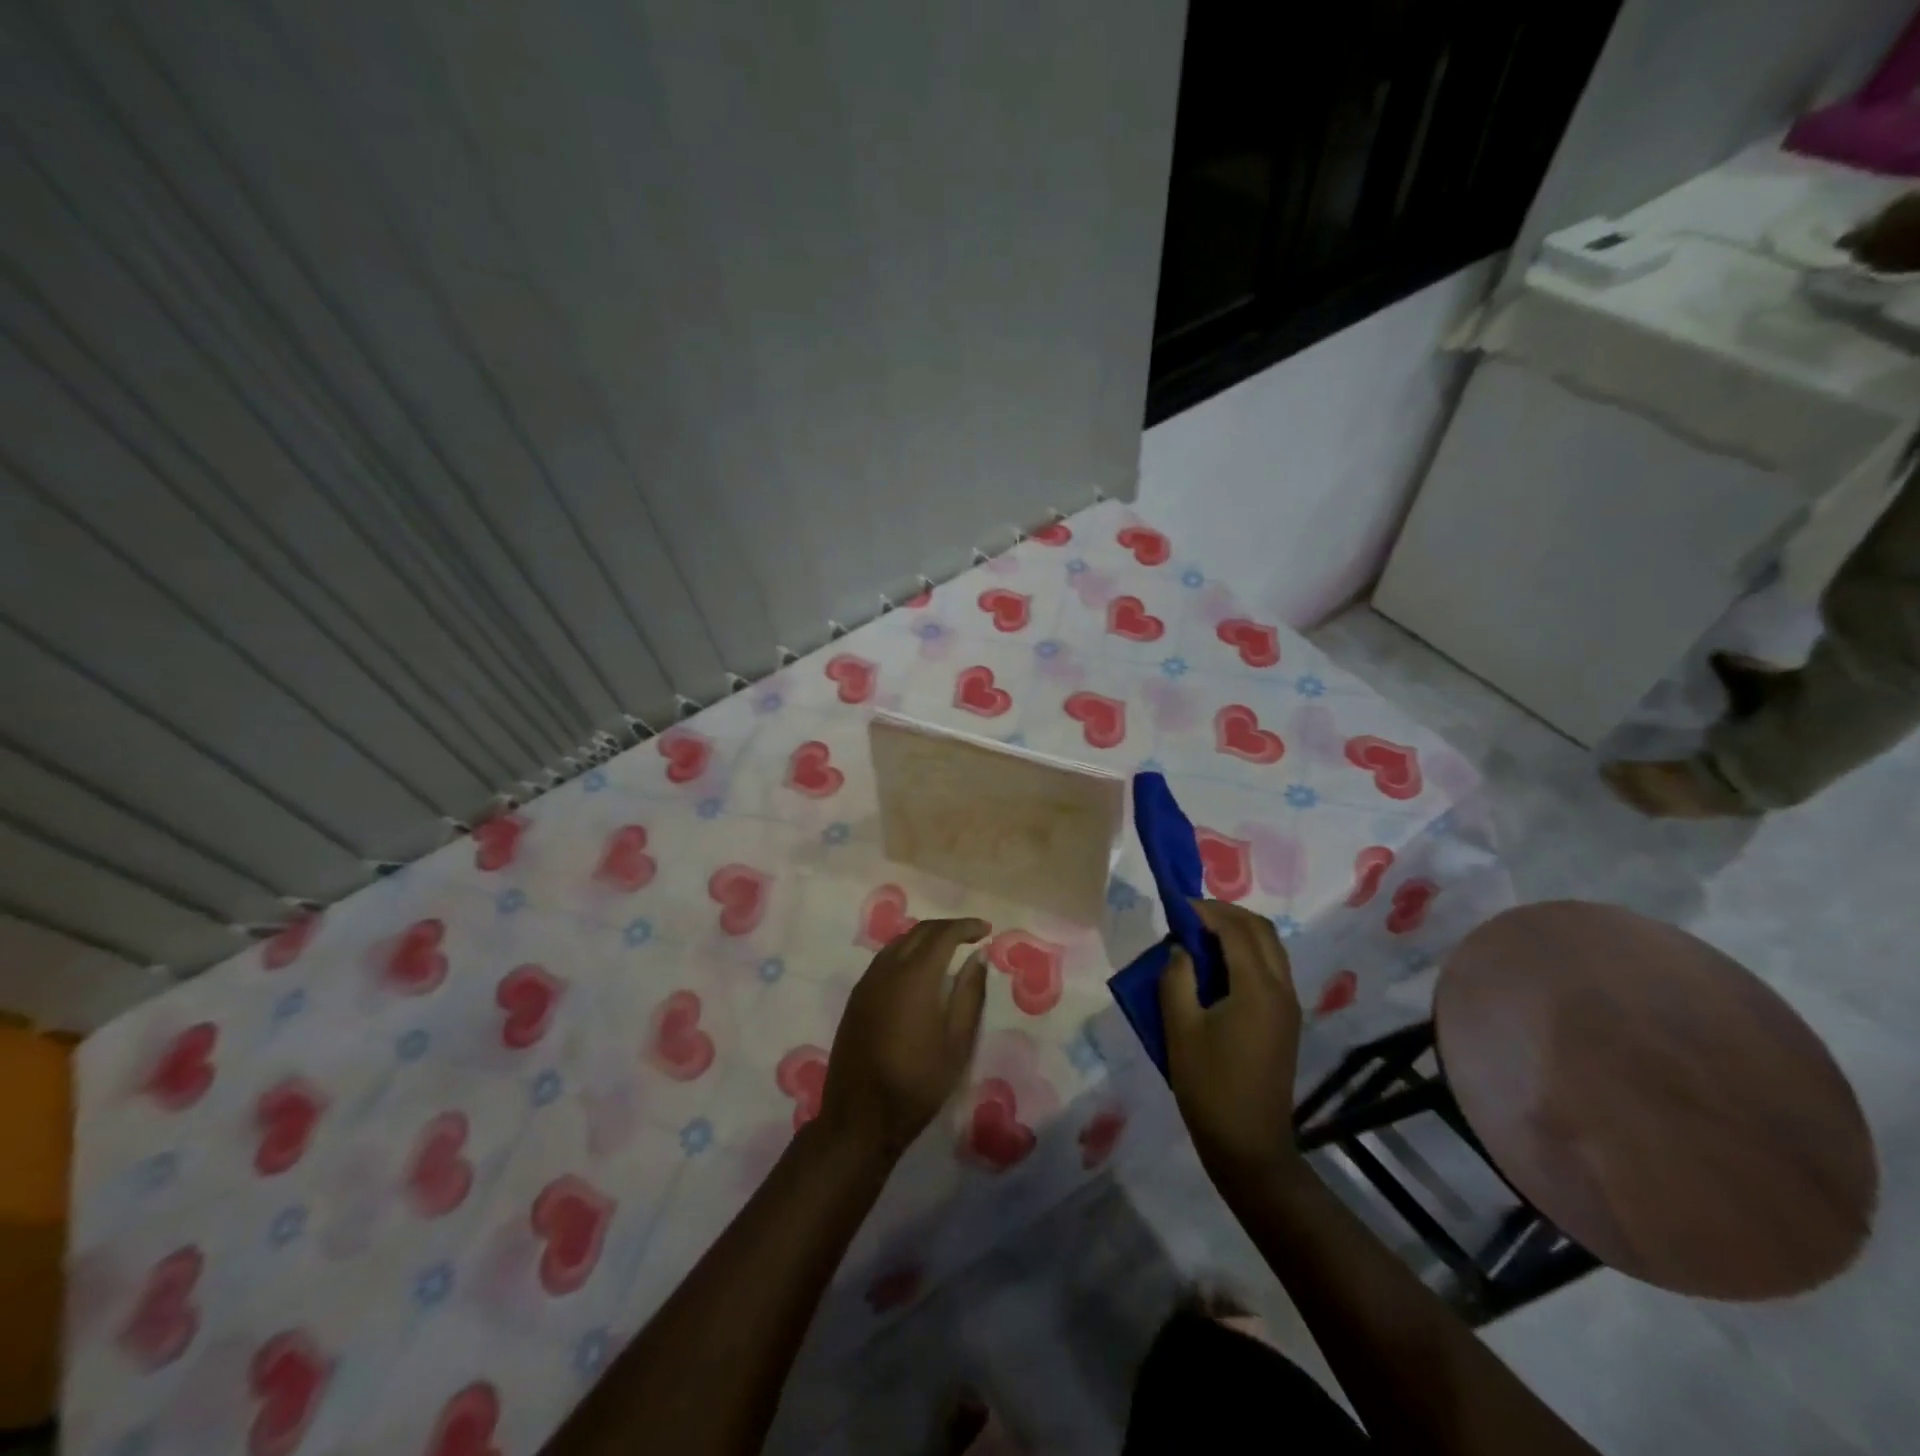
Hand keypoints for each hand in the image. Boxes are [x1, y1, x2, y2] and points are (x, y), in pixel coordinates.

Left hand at [819, 918, 990, 1161]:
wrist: (860, 1117)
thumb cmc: (917, 1083)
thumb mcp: (956, 1043)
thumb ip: (969, 994)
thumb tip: (978, 957)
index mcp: (915, 977)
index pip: (943, 935)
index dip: (966, 927)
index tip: (987, 930)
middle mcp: (887, 970)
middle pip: (919, 931)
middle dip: (947, 928)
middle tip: (971, 936)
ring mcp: (867, 982)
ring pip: (898, 942)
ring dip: (925, 937)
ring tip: (948, 948)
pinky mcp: (856, 997)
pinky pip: (884, 959)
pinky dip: (906, 951)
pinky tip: (918, 968)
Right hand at [1159, 900, 1303, 1189]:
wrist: (1249, 1146)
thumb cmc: (1209, 1087)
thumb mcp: (1180, 1029)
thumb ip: (1177, 979)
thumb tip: (1181, 949)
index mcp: (1257, 988)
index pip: (1235, 930)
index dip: (1206, 910)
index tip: (1176, 904)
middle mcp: (1281, 989)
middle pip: (1261, 930)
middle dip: (1226, 913)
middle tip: (1189, 914)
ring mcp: (1288, 1006)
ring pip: (1270, 948)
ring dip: (1238, 931)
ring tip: (1199, 935)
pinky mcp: (1285, 1021)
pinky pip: (1270, 968)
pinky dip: (1245, 952)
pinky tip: (1216, 966)